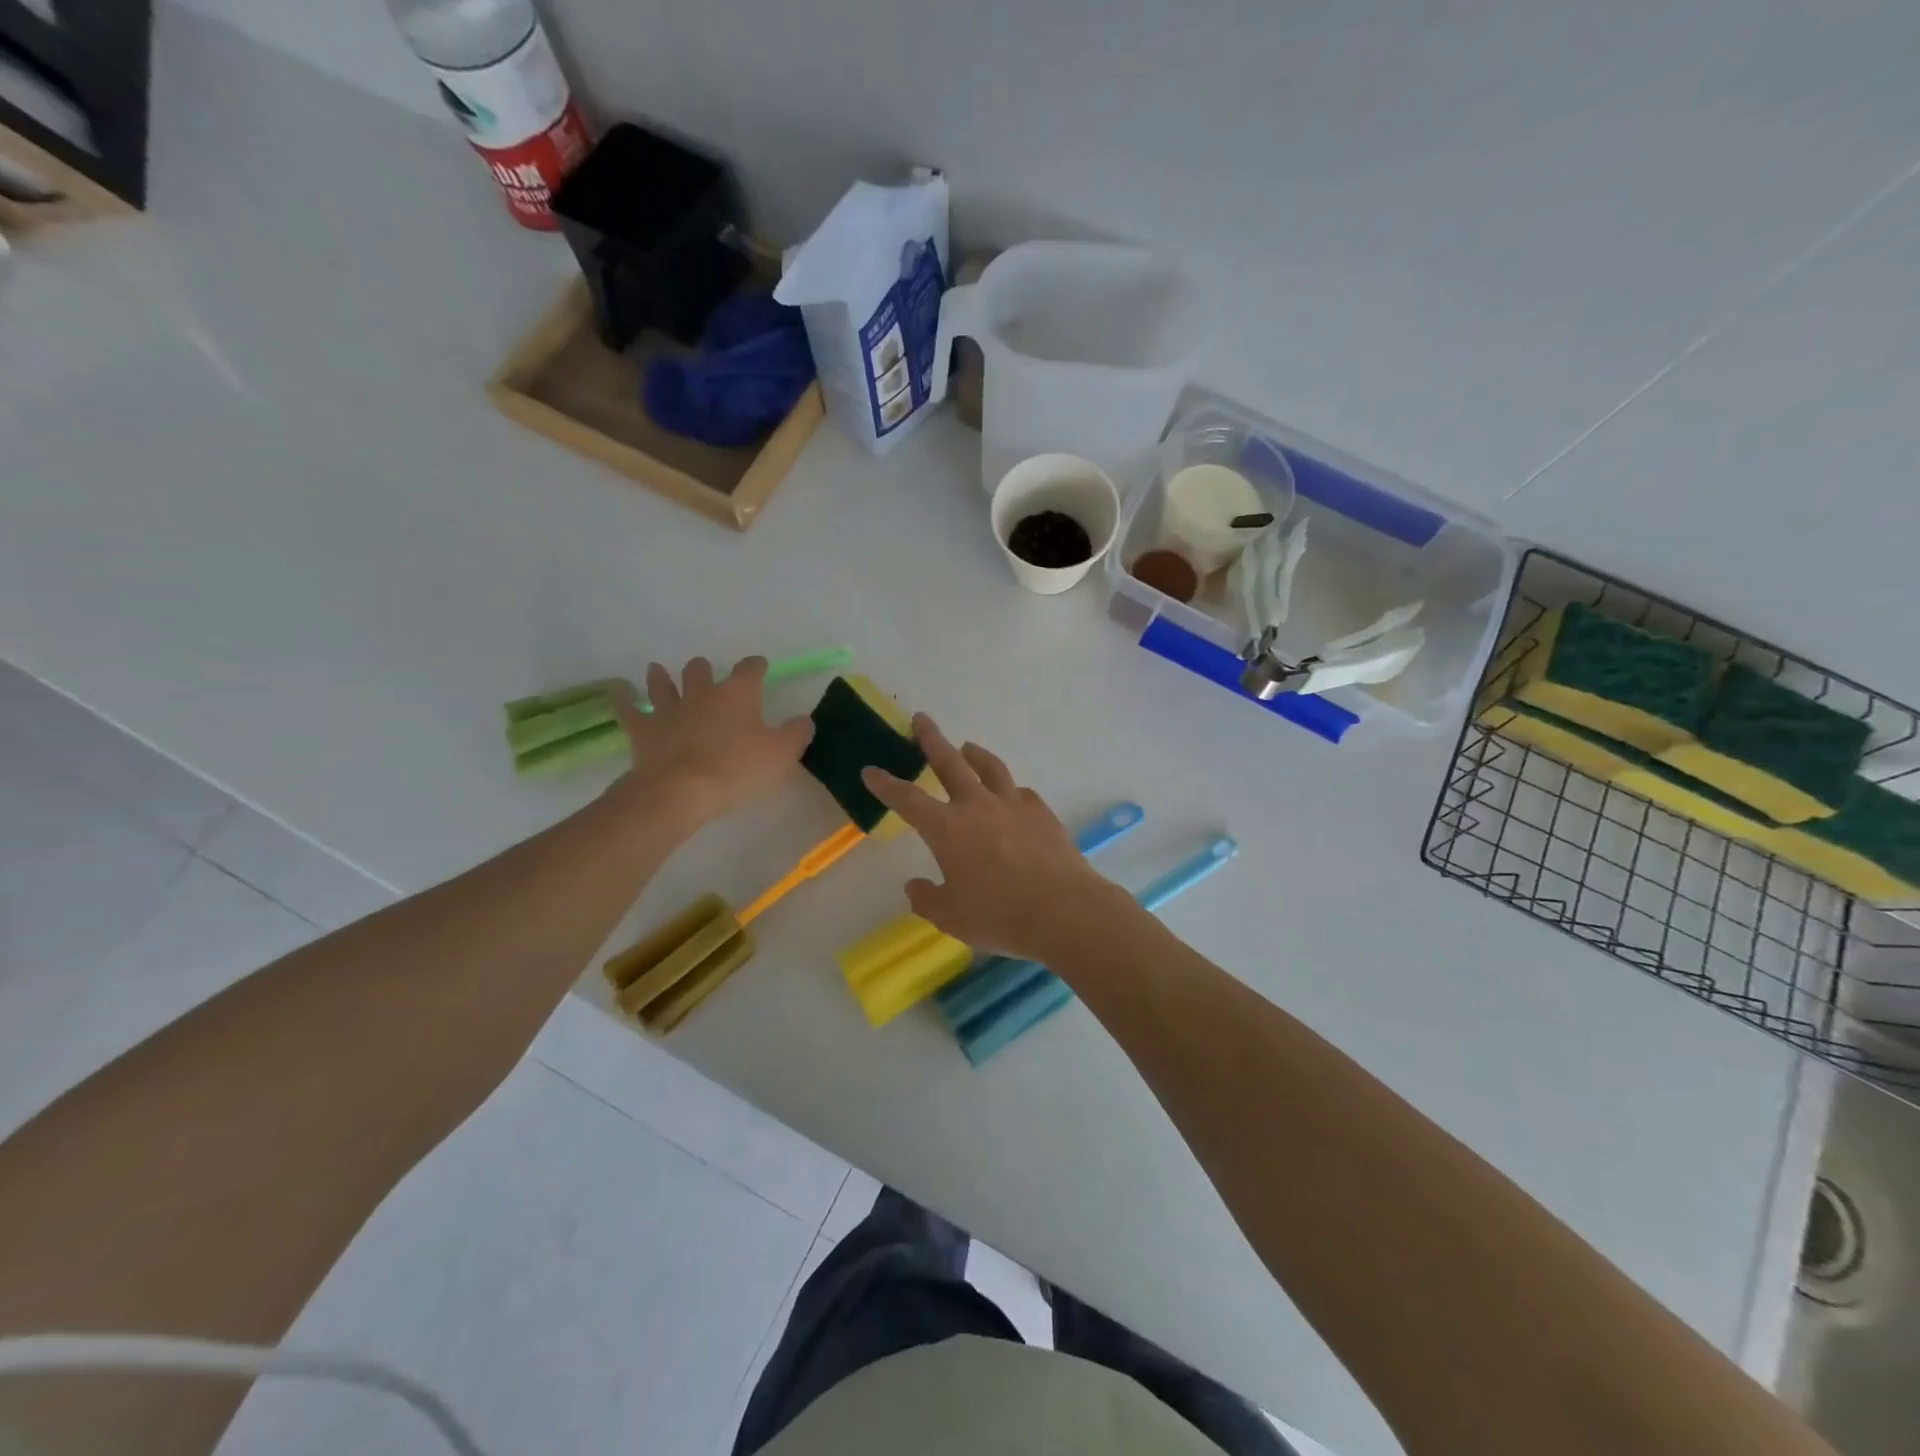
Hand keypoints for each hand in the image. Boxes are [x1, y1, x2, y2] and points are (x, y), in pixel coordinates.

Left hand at [607, 657, 813, 827]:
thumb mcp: (781, 754)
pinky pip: (628, 709)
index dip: (756, 666)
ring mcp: (668, 710)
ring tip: (658, 670)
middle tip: (707, 674)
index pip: (750, 669)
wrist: (681, 791)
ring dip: (662, 677)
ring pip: (663, 684)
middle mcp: (702, 694)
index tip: (760, 667)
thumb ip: (796, 733)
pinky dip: (621, 698)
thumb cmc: (738, 769)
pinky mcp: (643, 731)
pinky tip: (617, 691)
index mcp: (738, 694)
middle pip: (701, 671)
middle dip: (705, 670)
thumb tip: (805, 719)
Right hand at [862, 715, 1124, 962]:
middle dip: (931, 739)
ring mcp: (1013, 805)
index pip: (907, 800)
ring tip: (967, 747)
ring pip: (990, 767)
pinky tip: (1011, 796)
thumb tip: (914, 886)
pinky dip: (1009, 790)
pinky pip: (1021, 793)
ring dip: (975, 754)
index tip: (871, 770)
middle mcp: (977, 806)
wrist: (1063, 910)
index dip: (886, 785)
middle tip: (921, 719)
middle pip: (949, 762)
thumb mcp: (951, 917)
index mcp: (947, 829)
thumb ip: (927, 899)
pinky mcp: (1042, 812)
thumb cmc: (999, 916)